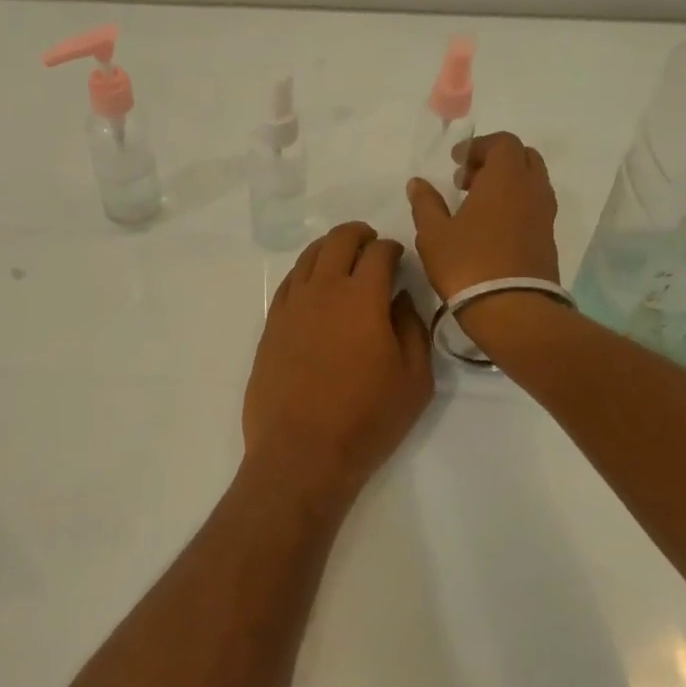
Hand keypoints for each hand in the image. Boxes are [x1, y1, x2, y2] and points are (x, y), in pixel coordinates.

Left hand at [243, 222, 433, 502]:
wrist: (301, 452)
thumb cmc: (367, 420)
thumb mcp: (414, 379)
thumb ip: (413, 329)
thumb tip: (401, 298)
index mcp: (363, 298)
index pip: (379, 253)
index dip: (392, 248)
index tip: (399, 257)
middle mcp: (323, 291)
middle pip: (338, 241)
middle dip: (359, 235)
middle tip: (371, 243)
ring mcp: (291, 306)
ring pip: (309, 257)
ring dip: (329, 248)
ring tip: (342, 257)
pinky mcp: (271, 325)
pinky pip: (289, 283)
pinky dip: (305, 272)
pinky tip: (314, 284)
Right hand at [406, 132, 560, 300]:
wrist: (512, 309)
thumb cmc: (468, 264)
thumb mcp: (433, 233)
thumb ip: (426, 203)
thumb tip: (418, 183)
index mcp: (506, 178)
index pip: (503, 142)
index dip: (478, 146)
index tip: (456, 162)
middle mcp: (532, 188)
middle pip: (523, 157)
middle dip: (495, 161)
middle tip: (467, 181)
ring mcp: (545, 214)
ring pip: (531, 181)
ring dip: (507, 183)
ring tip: (477, 205)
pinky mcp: (549, 237)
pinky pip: (535, 205)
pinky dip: (515, 203)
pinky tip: (491, 227)